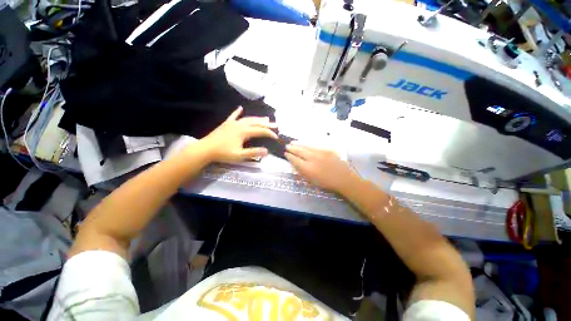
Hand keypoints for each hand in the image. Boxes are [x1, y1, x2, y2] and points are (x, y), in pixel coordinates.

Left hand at [201, 106, 277, 161]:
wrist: (205, 149)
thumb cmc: (223, 153)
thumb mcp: (240, 155)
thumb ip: (254, 152)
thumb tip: (267, 151)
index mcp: (243, 132)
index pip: (260, 131)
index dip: (269, 133)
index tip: (276, 136)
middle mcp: (240, 124)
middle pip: (256, 123)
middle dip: (267, 124)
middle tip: (276, 124)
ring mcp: (232, 123)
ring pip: (248, 119)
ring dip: (257, 118)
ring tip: (266, 118)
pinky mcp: (226, 124)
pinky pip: (233, 116)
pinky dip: (237, 112)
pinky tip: (240, 108)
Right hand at [285, 143, 358, 191]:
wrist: (343, 178)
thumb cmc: (326, 183)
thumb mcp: (311, 181)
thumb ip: (302, 172)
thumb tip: (295, 165)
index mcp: (308, 169)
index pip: (295, 160)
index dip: (289, 156)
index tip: (285, 154)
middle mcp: (312, 159)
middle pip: (299, 151)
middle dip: (292, 148)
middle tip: (287, 146)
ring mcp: (320, 153)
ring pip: (306, 147)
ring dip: (298, 145)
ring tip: (292, 143)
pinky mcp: (326, 150)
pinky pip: (314, 147)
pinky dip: (308, 145)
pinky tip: (305, 145)